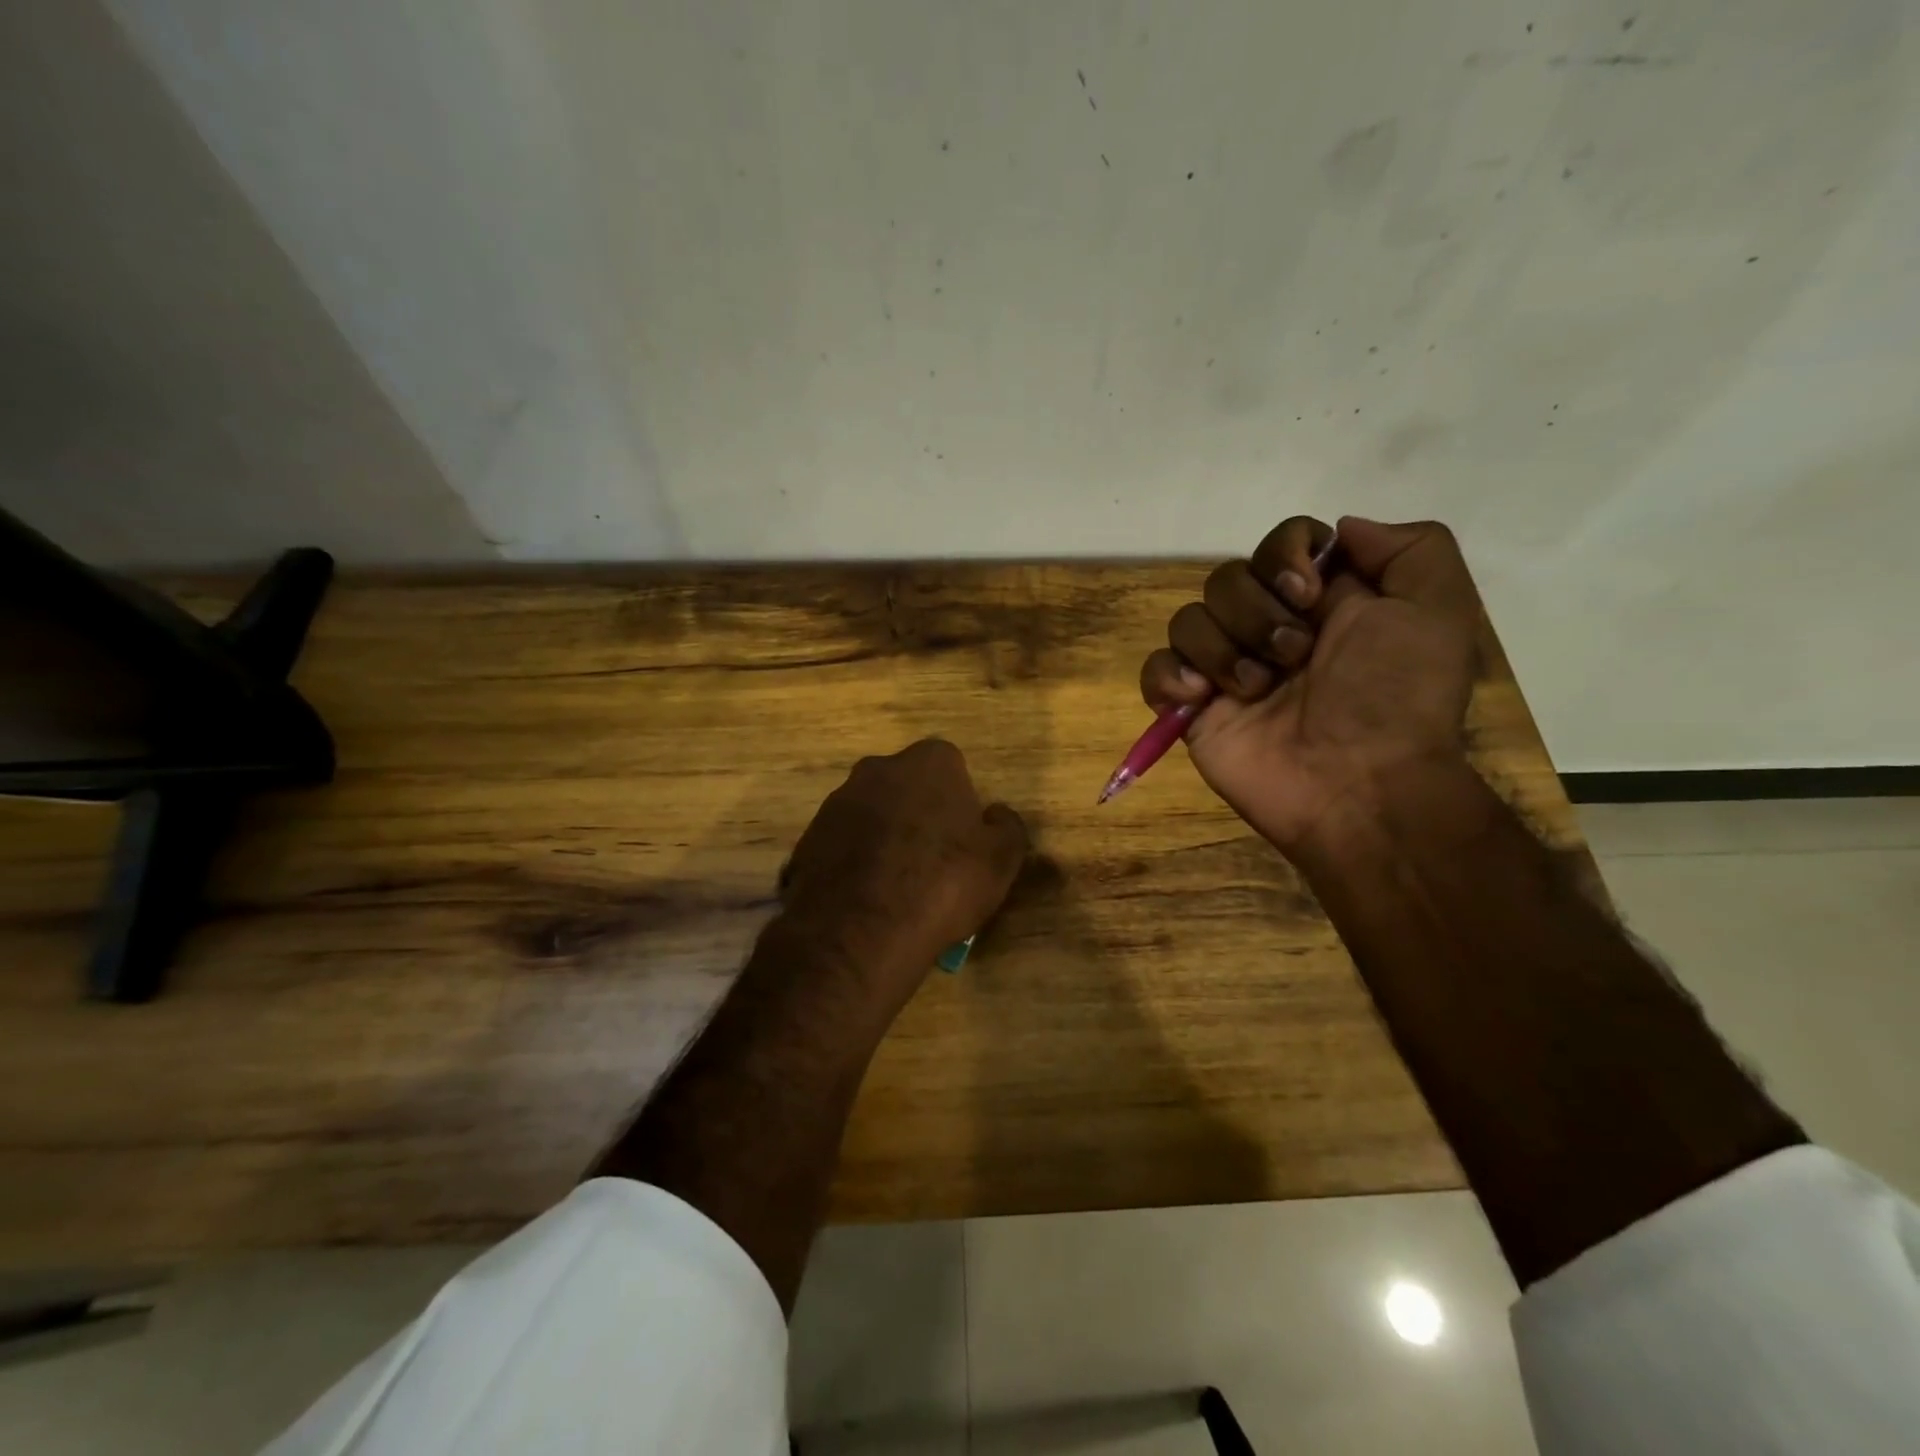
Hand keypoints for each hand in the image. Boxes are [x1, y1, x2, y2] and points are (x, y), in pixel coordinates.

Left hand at [779, 739, 1027, 1008]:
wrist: (861, 931)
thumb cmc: (943, 883)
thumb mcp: (1001, 859)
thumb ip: (1006, 826)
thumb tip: (996, 815)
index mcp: (929, 762)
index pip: (950, 766)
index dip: (959, 801)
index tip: (964, 838)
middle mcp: (877, 769)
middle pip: (906, 786)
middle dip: (918, 813)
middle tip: (933, 860)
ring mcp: (836, 802)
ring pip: (871, 814)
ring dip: (883, 838)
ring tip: (896, 887)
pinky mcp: (808, 838)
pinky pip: (842, 845)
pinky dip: (854, 863)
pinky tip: (865, 900)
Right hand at [1138, 516, 1479, 857]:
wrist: (1359, 785)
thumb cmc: (1395, 698)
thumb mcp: (1438, 610)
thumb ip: (1410, 547)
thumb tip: (1339, 530)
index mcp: (1322, 602)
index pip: (1280, 543)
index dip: (1284, 557)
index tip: (1307, 596)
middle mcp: (1270, 629)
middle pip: (1226, 578)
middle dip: (1256, 614)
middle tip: (1294, 658)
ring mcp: (1226, 670)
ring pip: (1187, 619)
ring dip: (1222, 650)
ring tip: (1257, 691)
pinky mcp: (1192, 709)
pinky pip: (1156, 669)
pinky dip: (1171, 678)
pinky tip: (1203, 700)